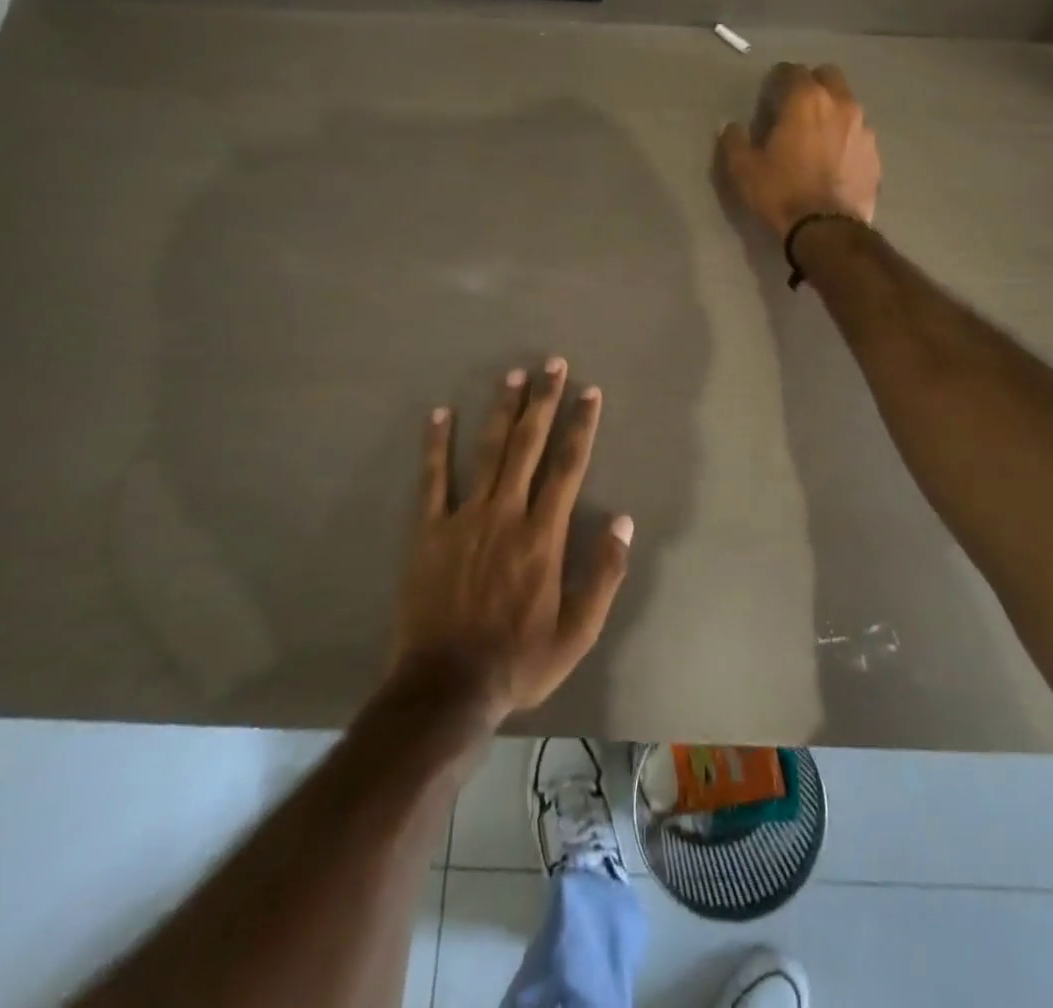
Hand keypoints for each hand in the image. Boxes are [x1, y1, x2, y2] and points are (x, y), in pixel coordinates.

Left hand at [391, 358, 632, 726]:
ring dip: (501, 411)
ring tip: (512, 376)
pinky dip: (436, 445)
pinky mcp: (428, 531)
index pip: (569, 466)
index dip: (581, 426)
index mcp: (544, 535)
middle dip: (543, 402)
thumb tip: (624, 521)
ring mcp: (464, 518)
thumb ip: (604, 574)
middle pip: (528, 446)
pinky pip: (432, 480)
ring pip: (487, 452)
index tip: (589, 393)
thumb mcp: (578, 632)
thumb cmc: (519, 660)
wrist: (446, 688)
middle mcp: (506, 513)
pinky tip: (438, 414)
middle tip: (551, 364)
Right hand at [718, 62, 880, 237]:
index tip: (771, 91)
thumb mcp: (744, 170)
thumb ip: (735, 141)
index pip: (793, 71)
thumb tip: (732, 126)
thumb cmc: (781, 193)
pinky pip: (858, 133)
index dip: (779, 77)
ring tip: (817, 134)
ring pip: (848, 103)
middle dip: (812, 83)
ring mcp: (863, 128)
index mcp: (806, 100)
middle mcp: (841, 104)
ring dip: (832, 110)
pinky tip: (834, 158)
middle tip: (796, 105)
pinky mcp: (875, 153)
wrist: (827, 229)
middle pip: (829, 76)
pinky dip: (846, 137)